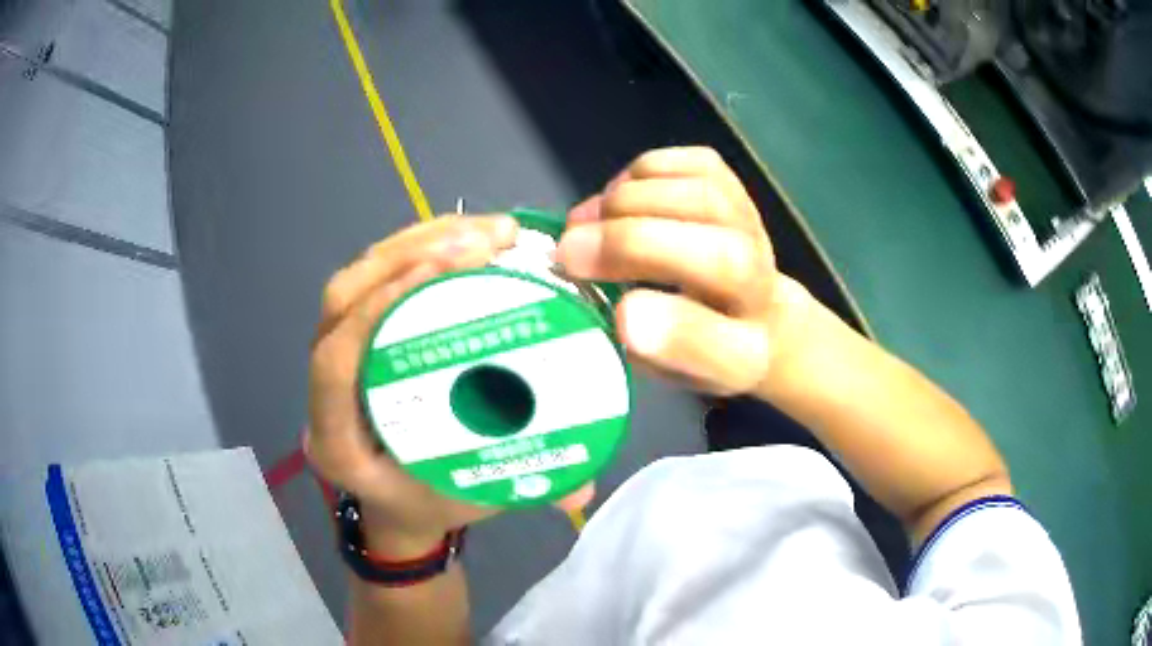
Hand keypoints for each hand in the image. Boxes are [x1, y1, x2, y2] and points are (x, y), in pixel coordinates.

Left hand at [306, 216, 519, 557]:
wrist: (394, 502)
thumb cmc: (428, 502)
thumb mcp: (473, 499)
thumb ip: (527, 490)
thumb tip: (584, 492)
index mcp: (340, 441)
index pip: (337, 363)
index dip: (378, 308)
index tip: (442, 270)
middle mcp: (327, 391)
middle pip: (343, 302)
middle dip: (410, 255)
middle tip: (488, 237)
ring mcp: (335, 355)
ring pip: (355, 280)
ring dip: (414, 241)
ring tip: (483, 229)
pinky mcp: (355, 334)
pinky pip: (371, 278)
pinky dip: (413, 248)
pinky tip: (461, 238)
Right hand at [558, 147, 812, 395]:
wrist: (755, 314)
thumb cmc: (696, 348)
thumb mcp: (668, 370)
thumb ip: (645, 348)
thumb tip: (616, 309)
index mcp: (745, 356)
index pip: (725, 349)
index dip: (675, 333)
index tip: (620, 319)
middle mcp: (762, 293)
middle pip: (724, 259)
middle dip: (634, 246)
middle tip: (567, 252)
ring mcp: (755, 235)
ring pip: (705, 199)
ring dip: (630, 203)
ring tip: (584, 222)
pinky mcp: (739, 194)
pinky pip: (701, 165)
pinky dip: (648, 171)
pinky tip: (618, 196)